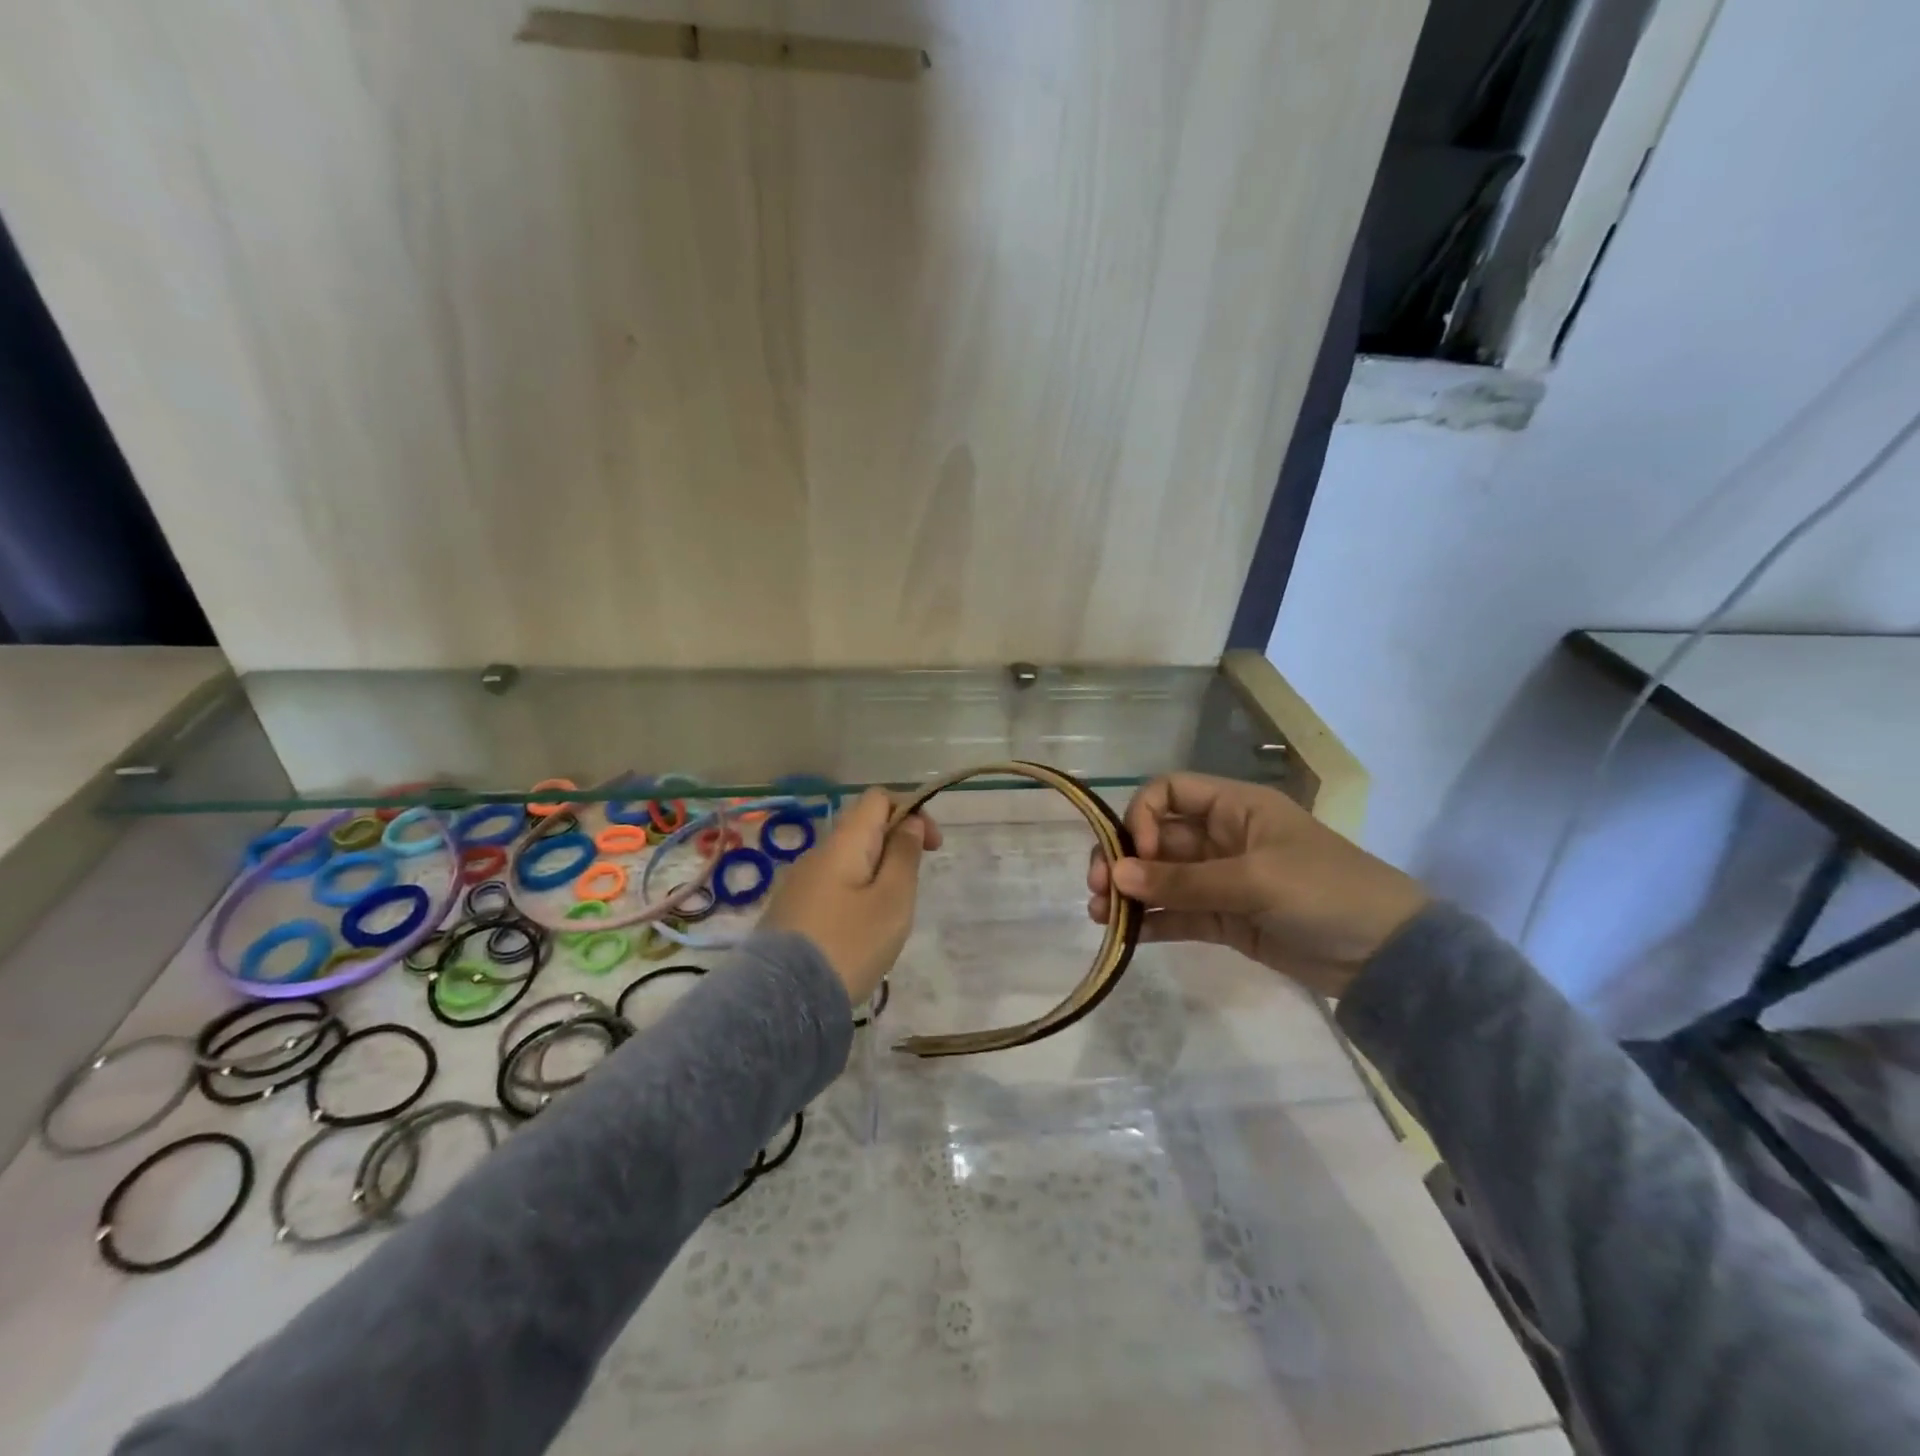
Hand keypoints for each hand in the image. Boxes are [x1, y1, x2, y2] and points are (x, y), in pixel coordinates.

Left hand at [761, 787, 940, 1003]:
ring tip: (886, 921)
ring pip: (848, 861)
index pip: (878, 798)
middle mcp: (817, 853)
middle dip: (895, 848)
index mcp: (843, 843)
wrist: (784, 1001)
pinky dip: (854, 896)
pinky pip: (831, 887)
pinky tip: (858, 935)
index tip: (931, 848)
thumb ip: (904, 855)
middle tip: (910, 892)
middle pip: (863, 829)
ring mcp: (798, 883)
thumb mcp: (892, 900)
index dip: (912, 811)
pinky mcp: (790, 911)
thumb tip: (909, 822)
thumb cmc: (849, 944)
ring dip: (876, 876)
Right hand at [1087, 773, 1426, 997]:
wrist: (1388, 956)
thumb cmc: (1325, 892)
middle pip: (1157, 838)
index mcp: (1234, 808)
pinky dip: (1152, 921)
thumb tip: (1115, 875)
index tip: (1138, 853)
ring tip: (1100, 915)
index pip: (1170, 792)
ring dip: (1130, 892)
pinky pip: (1178, 913)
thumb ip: (1184, 881)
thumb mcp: (1255, 880)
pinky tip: (1125, 935)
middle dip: (1123, 858)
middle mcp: (1222, 837)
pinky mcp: (1225, 919)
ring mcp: (1222, 880)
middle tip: (1097, 887)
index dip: (1143, 816)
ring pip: (1162, 878)